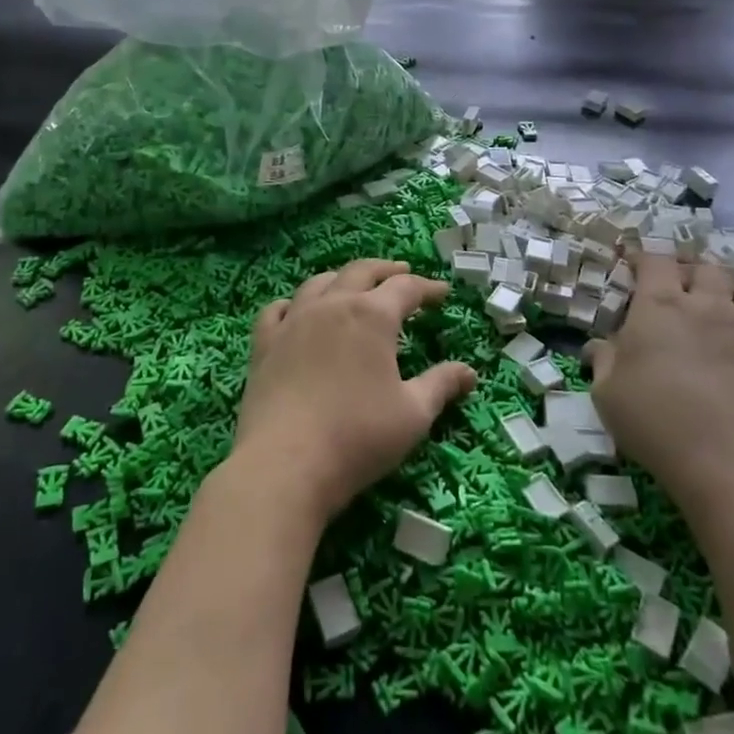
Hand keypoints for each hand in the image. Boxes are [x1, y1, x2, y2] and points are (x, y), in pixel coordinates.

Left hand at [233, 259, 476, 526]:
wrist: (284, 464)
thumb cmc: (358, 437)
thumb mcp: (413, 414)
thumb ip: (441, 386)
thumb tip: (469, 372)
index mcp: (372, 316)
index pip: (406, 288)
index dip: (428, 288)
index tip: (442, 294)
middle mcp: (333, 305)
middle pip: (362, 272)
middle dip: (386, 270)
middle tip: (403, 272)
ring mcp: (294, 321)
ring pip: (319, 283)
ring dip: (343, 278)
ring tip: (354, 284)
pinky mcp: (265, 344)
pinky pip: (278, 309)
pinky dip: (293, 303)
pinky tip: (296, 311)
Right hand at [589, 255, 733, 498]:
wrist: (730, 465)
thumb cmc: (656, 422)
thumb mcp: (607, 393)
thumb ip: (604, 361)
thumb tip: (598, 346)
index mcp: (661, 306)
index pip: (654, 261)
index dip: (642, 258)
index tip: (633, 265)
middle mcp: (709, 306)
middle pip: (706, 268)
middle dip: (692, 272)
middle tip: (682, 290)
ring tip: (730, 304)